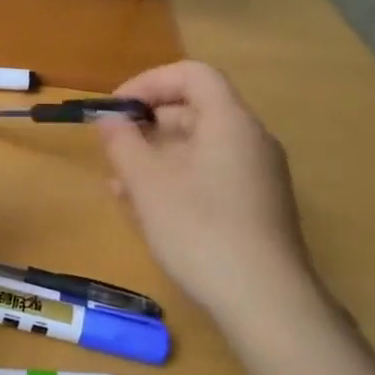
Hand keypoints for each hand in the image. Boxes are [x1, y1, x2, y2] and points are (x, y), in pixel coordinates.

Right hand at [97, 61, 321, 333]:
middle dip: (147, 124)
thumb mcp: (147, 183)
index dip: (149, 82)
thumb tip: (109, 120)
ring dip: (156, 156)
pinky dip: (176, 180)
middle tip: (114, 148)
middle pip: (195, 110)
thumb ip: (123, 143)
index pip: (192, 74)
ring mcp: (257, 176)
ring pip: (199, 148)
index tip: (116, 108)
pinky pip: (210, 176)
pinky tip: (146, 210)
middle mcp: (250, 140)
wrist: (264, 300)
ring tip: (120, 184)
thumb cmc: (199, 228)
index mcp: (230, 122)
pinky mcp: (255, 207)